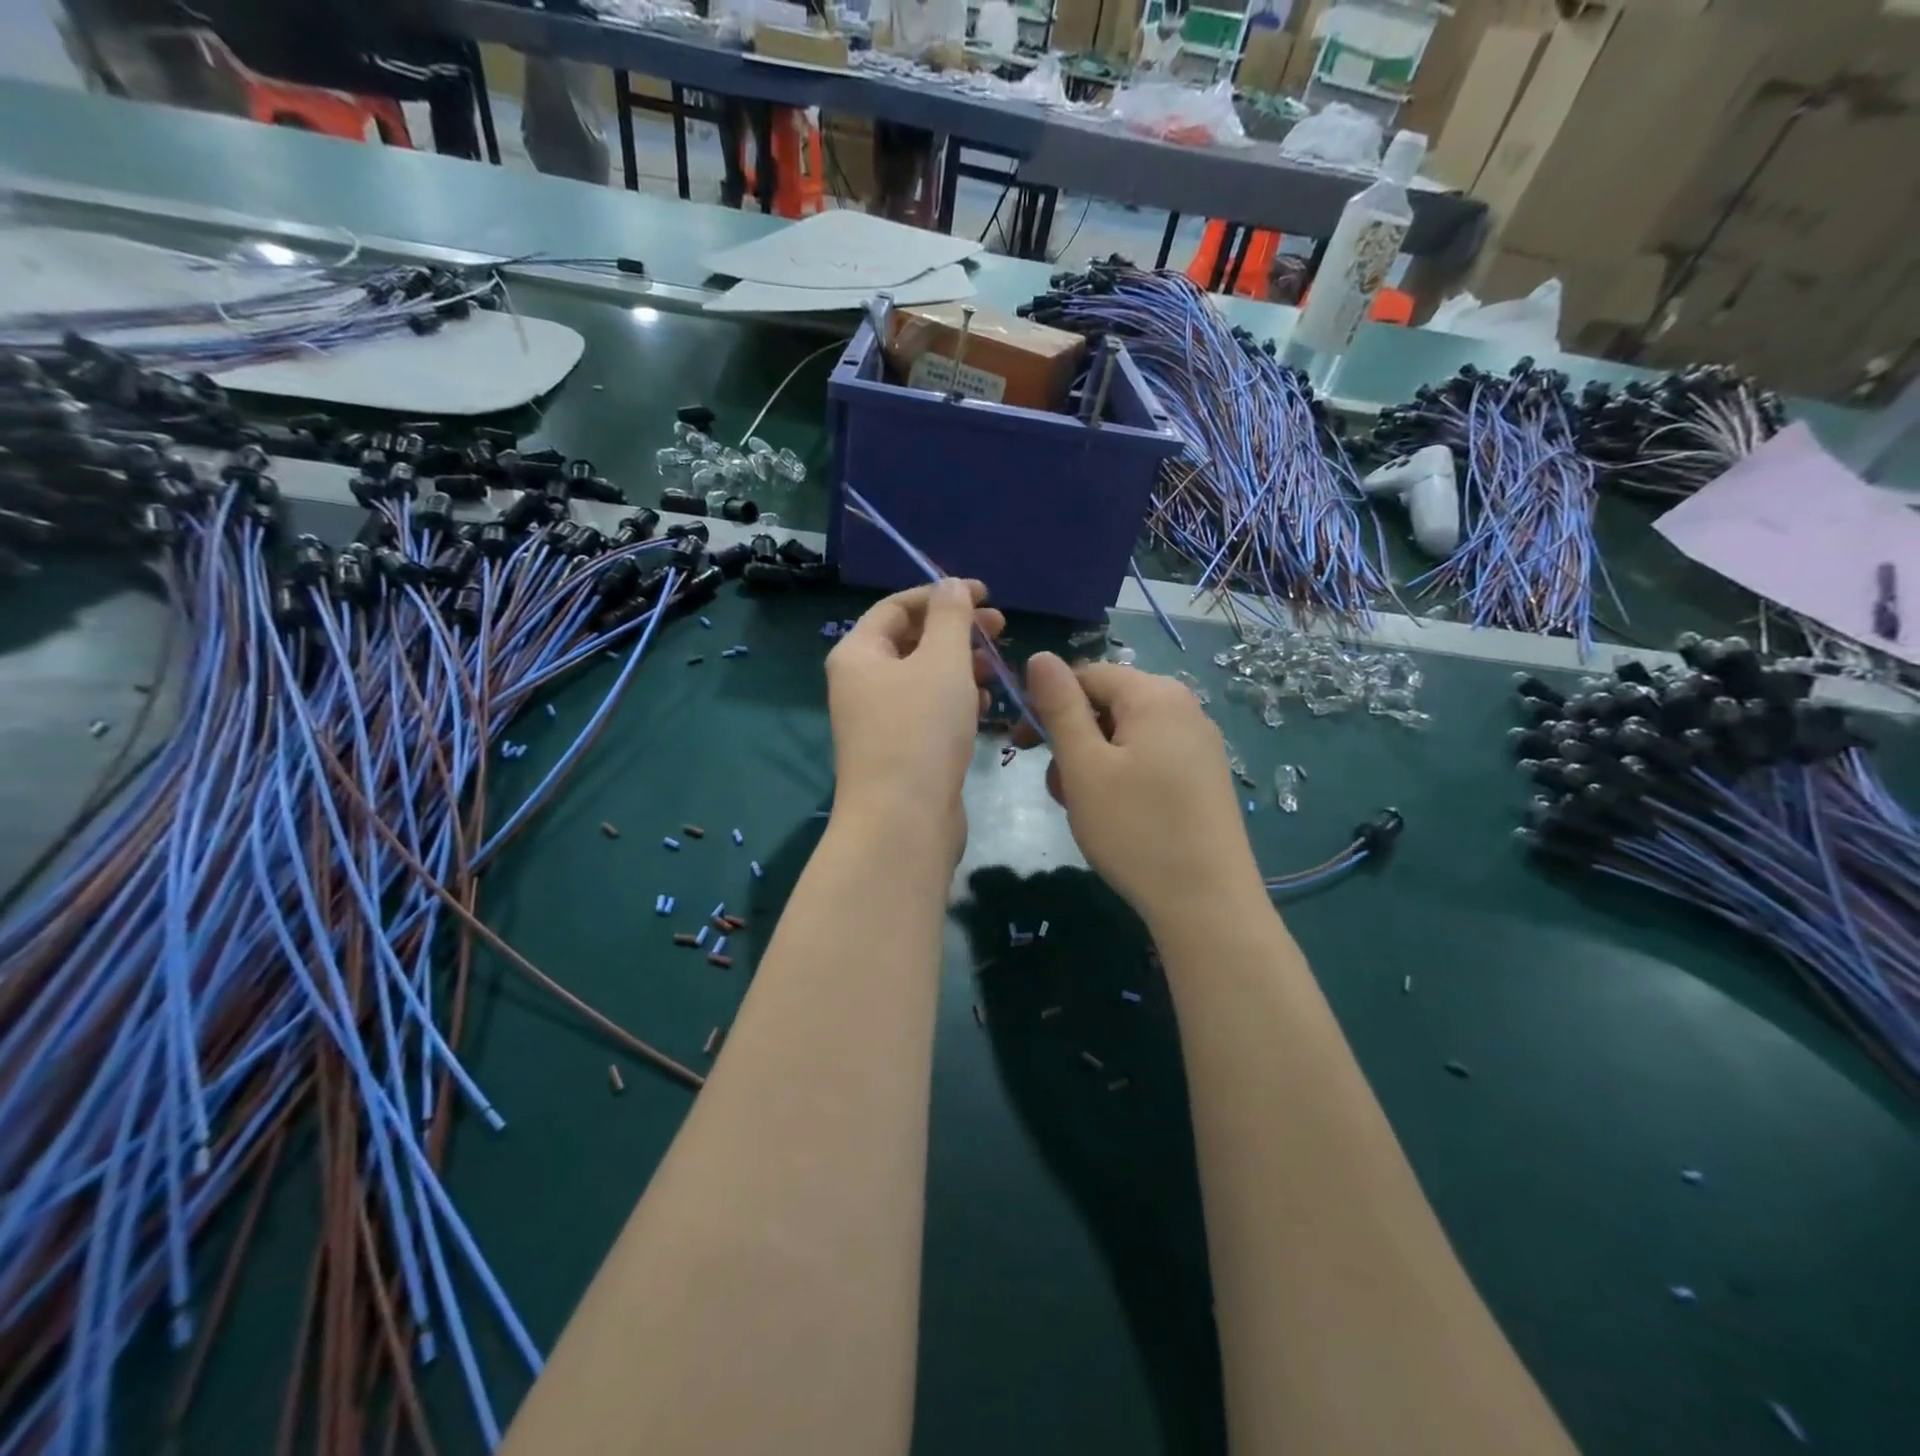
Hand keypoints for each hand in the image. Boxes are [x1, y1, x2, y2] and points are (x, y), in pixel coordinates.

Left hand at [826, 579, 1005, 860]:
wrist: (903, 822)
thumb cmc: (920, 731)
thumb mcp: (942, 662)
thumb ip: (951, 616)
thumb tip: (951, 584)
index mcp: (859, 654)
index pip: (898, 607)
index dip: (941, 594)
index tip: (986, 595)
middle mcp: (861, 683)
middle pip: (912, 641)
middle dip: (957, 631)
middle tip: (1000, 629)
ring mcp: (879, 720)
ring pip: (924, 678)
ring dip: (961, 666)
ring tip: (997, 669)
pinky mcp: (900, 750)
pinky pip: (929, 711)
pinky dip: (956, 701)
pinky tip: (985, 706)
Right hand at [1023, 653, 1263, 927]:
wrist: (1207, 902)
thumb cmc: (1135, 829)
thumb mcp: (1084, 766)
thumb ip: (1060, 706)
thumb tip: (1040, 656)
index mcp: (1155, 695)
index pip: (1087, 675)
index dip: (1047, 703)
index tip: (1023, 745)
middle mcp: (1184, 708)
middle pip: (1108, 705)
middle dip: (1072, 740)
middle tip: (1057, 788)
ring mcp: (1200, 744)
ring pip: (1126, 736)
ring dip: (1092, 763)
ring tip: (1085, 809)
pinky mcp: (1205, 777)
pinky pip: (1150, 759)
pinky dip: (1121, 778)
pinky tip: (1117, 816)